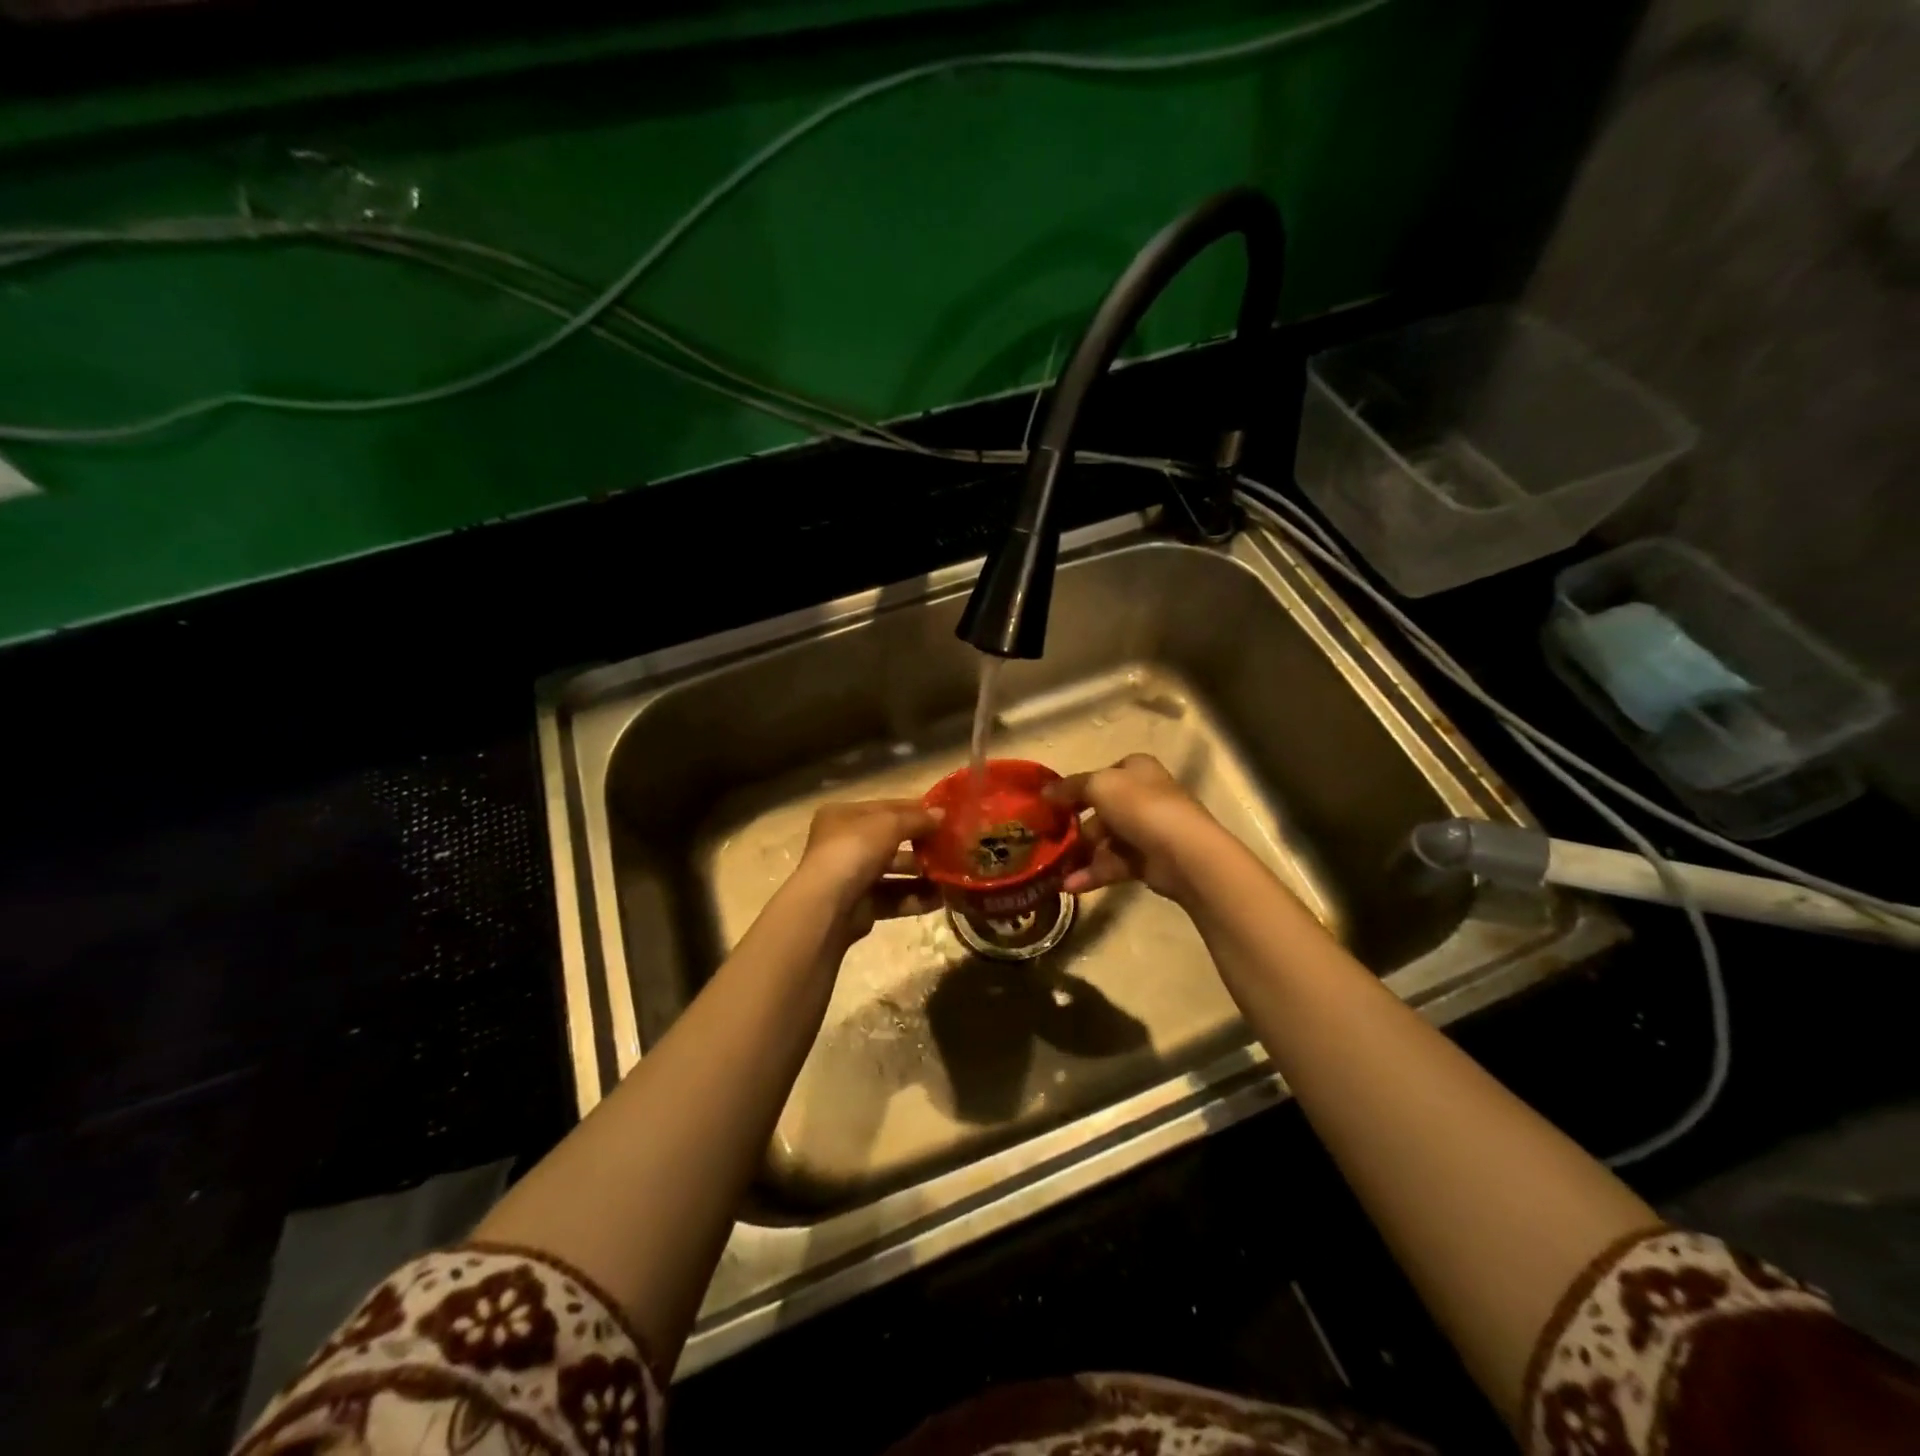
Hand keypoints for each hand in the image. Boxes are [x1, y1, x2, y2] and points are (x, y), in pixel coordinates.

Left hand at [791, 798, 943, 942]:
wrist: (828, 905)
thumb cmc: (854, 851)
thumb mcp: (888, 824)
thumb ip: (917, 819)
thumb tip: (941, 815)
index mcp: (843, 816)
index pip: (886, 807)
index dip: (916, 810)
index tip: (946, 815)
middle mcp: (844, 844)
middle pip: (890, 840)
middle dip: (921, 845)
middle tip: (952, 848)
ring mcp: (851, 876)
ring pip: (894, 871)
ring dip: (922, 874)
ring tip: (951, 875)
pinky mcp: (860, 906)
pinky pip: (893, 897)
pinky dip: (915, 897)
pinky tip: (941, 898)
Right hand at [1044, 754, 1223, 903]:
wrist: (1184, 852)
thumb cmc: (1140, 807)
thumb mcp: (1099, 785)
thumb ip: (1070, 788)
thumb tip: (1046, 792)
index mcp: (1136, 770)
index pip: (1101, 775)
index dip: (1076, 788)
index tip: (1051, 805)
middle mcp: (1143, 796)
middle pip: (1100, 810)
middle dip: (1074, 827)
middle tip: (1047, 841)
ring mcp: (1146, 830)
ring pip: (1104, 841)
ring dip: (1079, 855)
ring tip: (1053, 870)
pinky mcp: (1147, 861)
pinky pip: (1113, 864)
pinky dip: (1092, 873)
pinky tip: (1070, 885)